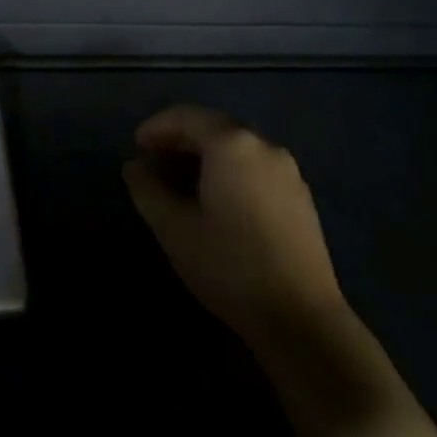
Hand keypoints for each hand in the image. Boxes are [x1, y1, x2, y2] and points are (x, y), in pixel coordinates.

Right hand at [124, 105, 344, 356]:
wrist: (301, 319)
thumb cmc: (229, 266)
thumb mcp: (174, 228)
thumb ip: (147, 189)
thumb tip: (134, 166)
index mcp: (232, 144)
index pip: (186, 117)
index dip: (156, 127)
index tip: (135, 147)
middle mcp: (264, 145)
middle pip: (213, 128)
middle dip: (179, 140)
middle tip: (153, 164)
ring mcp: (288, 171)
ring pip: (236, 148)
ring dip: (204, 157)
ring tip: (179, 184)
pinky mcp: (300, 197)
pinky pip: (255, 167)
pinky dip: (228, 171)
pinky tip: (215, 201)